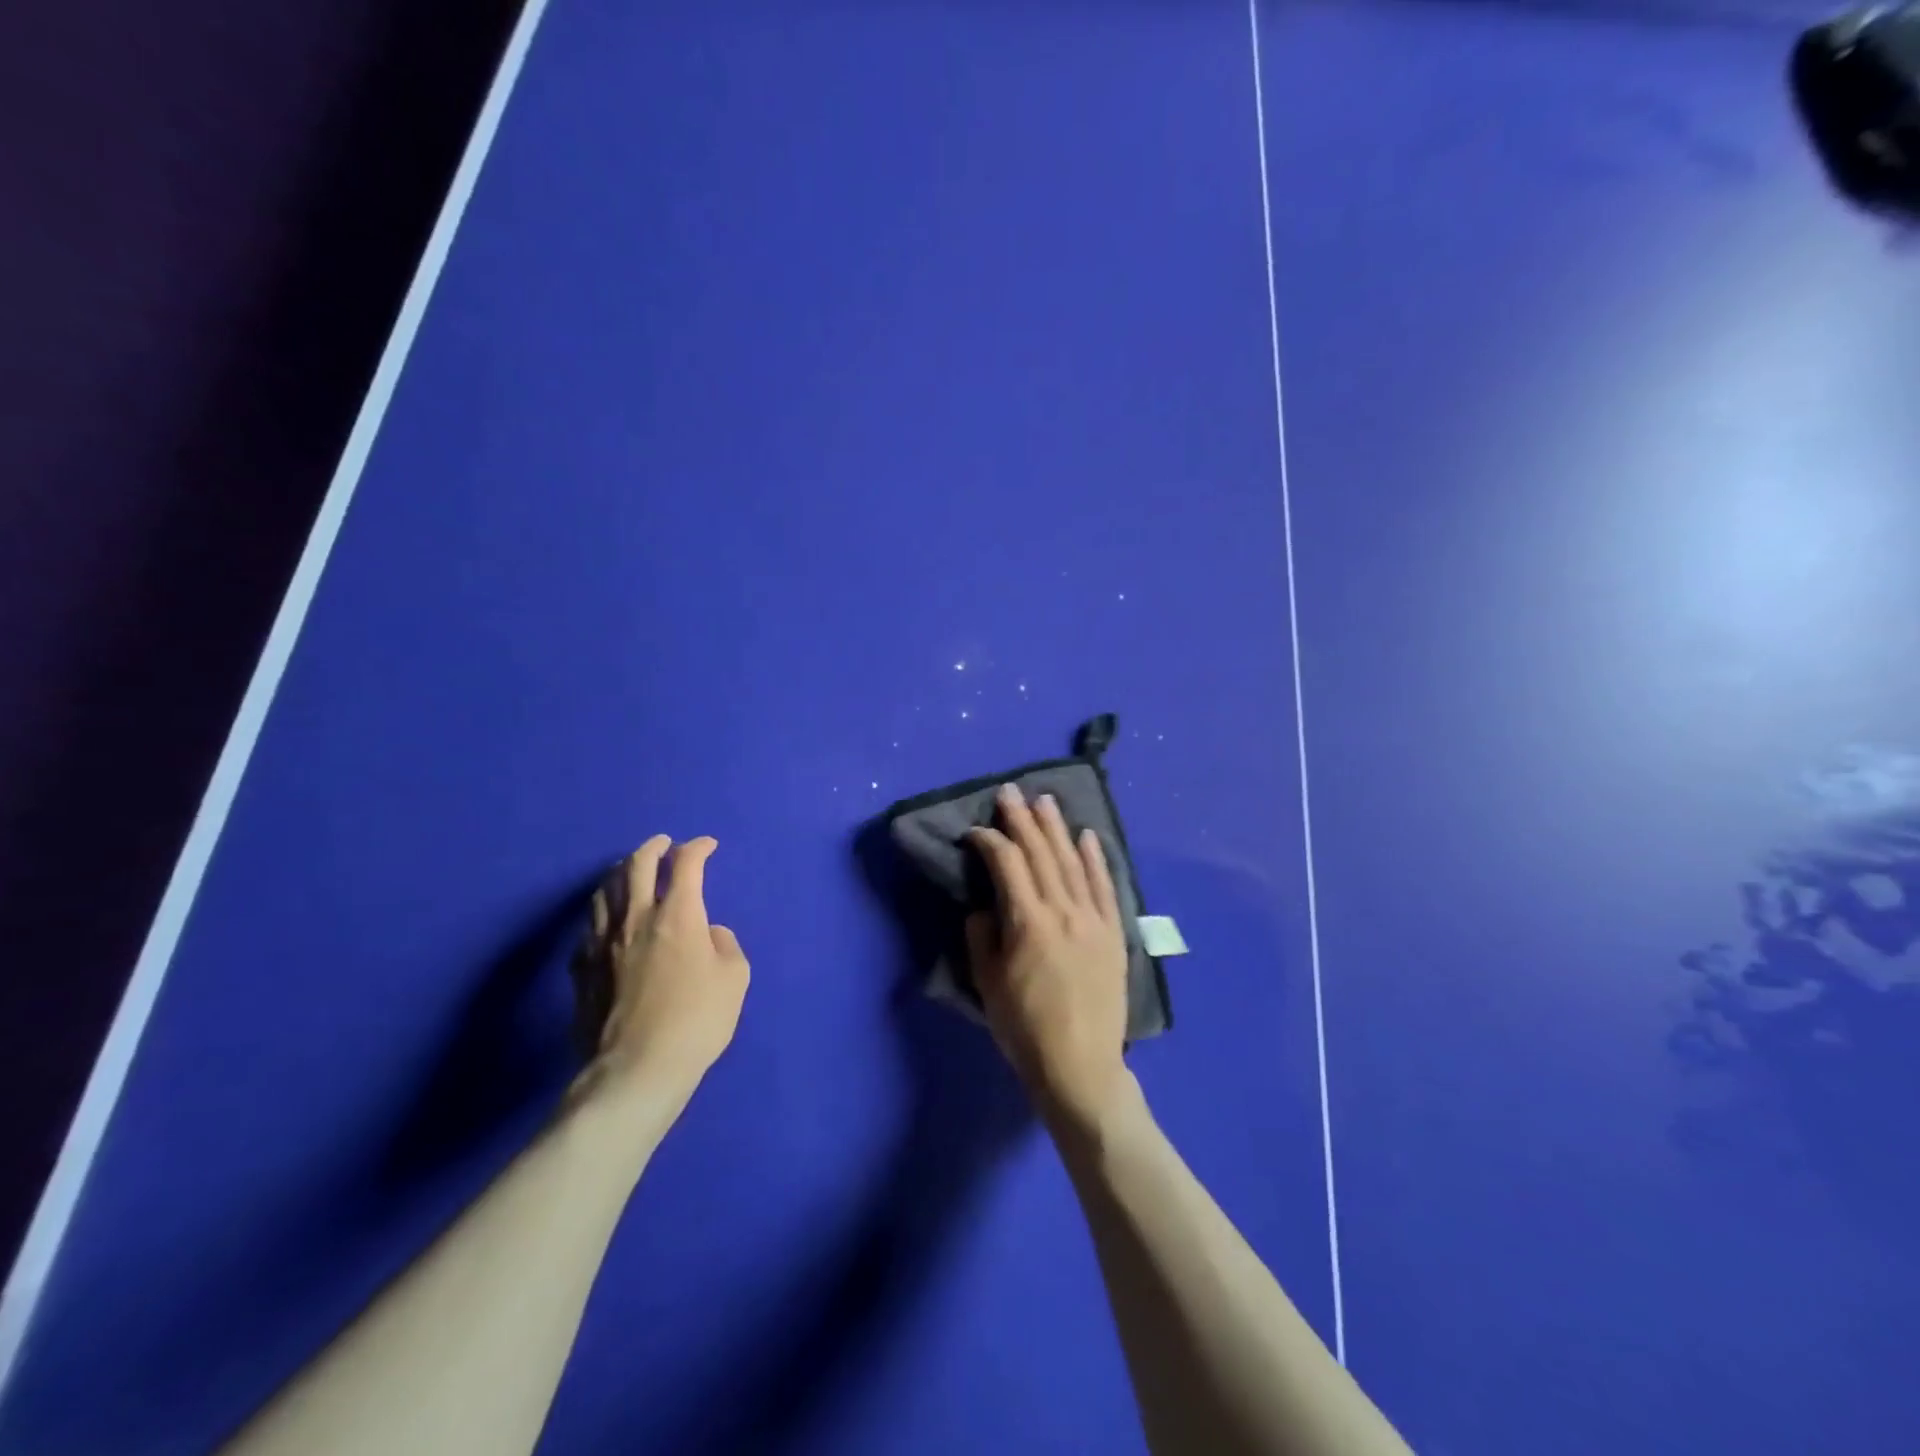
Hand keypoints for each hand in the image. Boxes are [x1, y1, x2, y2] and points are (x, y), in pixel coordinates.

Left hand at [571, 836, 749, 1110]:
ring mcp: (602, 944)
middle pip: (637, 866)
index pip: (686, 865)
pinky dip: (601, 916)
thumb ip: (725, 945)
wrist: (637, 1070)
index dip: (698, 848)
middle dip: (653, 847)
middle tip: (663, 843)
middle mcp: (636, 919)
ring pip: (605, 893)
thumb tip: (709, 933)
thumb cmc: (697, 1021)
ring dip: (619, 874)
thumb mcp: (735, 979)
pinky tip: (605, 923)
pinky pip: (588, 930)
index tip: (708, 845)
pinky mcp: (582, 971)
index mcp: (678, 916)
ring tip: (628, 872)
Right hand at [965, 784, 1131, 1133]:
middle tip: (1010, 792)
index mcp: (1028, 923)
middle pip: (1041, 854)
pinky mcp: (1114, 933)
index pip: (1007, 865)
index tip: (975, 832)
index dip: (989, 842)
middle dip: (1022, 820)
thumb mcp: (988, 984)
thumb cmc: (1025, 1029)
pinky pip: (1105, 887)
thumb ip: (983, 937)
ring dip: (1057, 829)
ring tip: (1045, 802)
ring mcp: (1093, 920)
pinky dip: (1096, 859)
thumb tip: (987, 907)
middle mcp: (1063, 911)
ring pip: (1073, 862)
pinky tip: (1087, 837)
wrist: (1081, 1065)